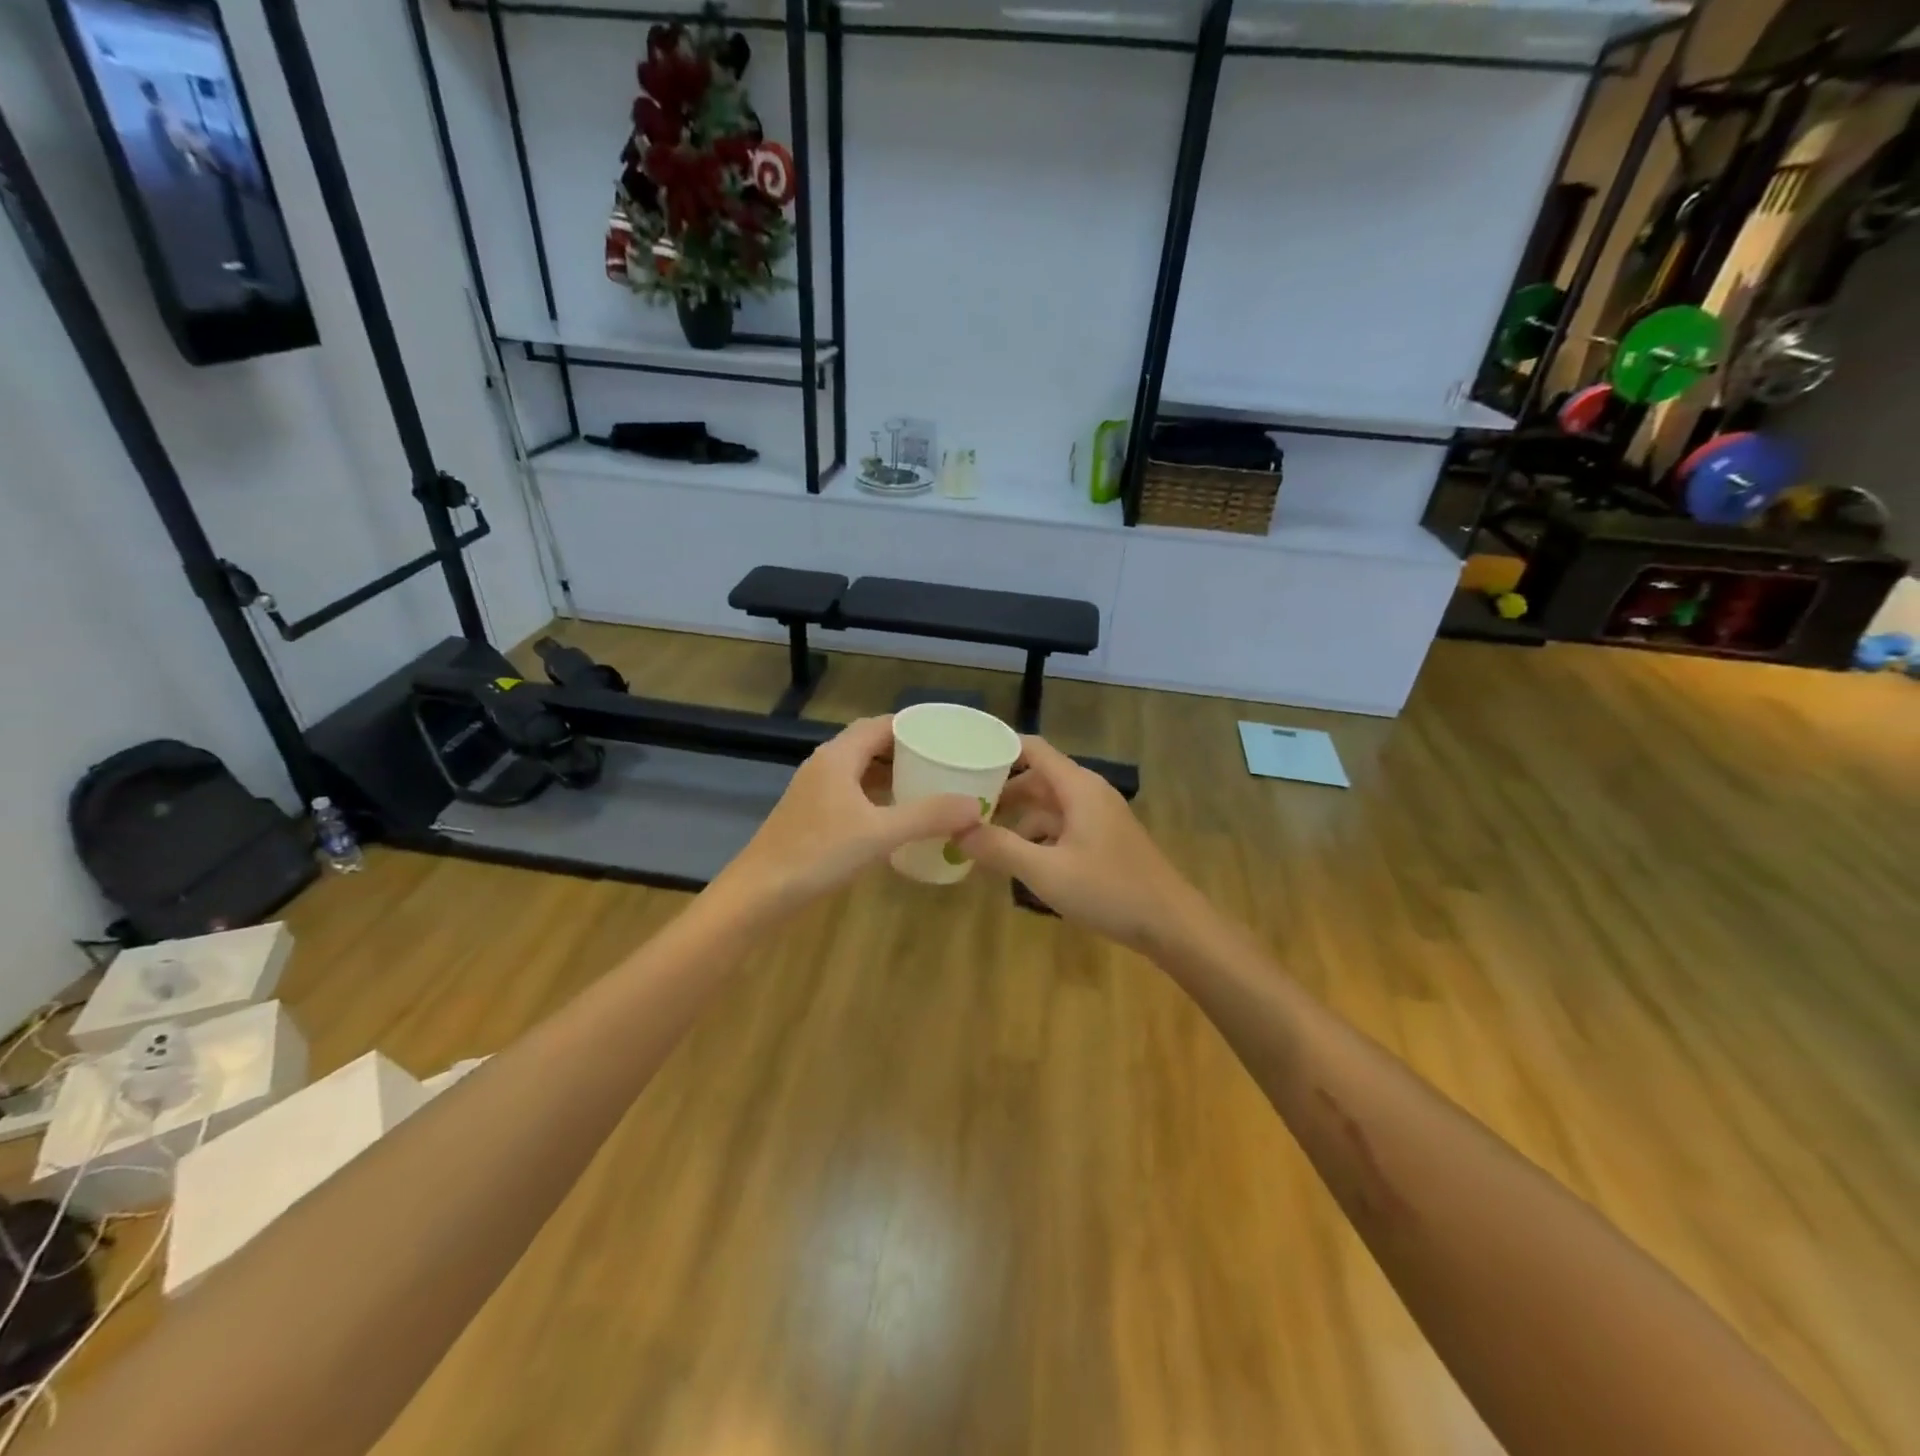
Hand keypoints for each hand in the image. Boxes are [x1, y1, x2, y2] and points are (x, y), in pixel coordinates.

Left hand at [715, 716, 982, 915]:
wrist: (760, 893)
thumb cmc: (818, 854)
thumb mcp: (880, 834)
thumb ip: (928, 816)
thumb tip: (975, 804)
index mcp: (839, 756)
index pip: (882, 724)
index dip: (915, 726)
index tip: (948, 735)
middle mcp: (825, 764)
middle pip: (871, 743)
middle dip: (907, 749)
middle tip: (945, 760)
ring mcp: (815, 790)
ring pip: (860, 769)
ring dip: (891, 773)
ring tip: (928, 783)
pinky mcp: (811, 813)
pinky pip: (852, 791)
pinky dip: (877, 794)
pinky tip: (896, 814)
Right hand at [954, 736, 1204, 952]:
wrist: (1171, 924)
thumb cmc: (1109, 890)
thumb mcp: (1046, 872)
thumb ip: (1000, 848)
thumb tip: (956, 829)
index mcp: (1077, 787)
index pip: (1032, 748)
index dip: (997, 748)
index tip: (962, 758)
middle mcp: (1088, 793)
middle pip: (1036, 779)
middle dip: (1000, 791)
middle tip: (960, 807)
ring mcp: (1098, 818)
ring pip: (1048, 807)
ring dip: (1017, 820)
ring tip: (981, 840)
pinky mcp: (1103, 841)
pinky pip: (1061, 827)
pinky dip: (1037, 838)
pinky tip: (1017, 863)